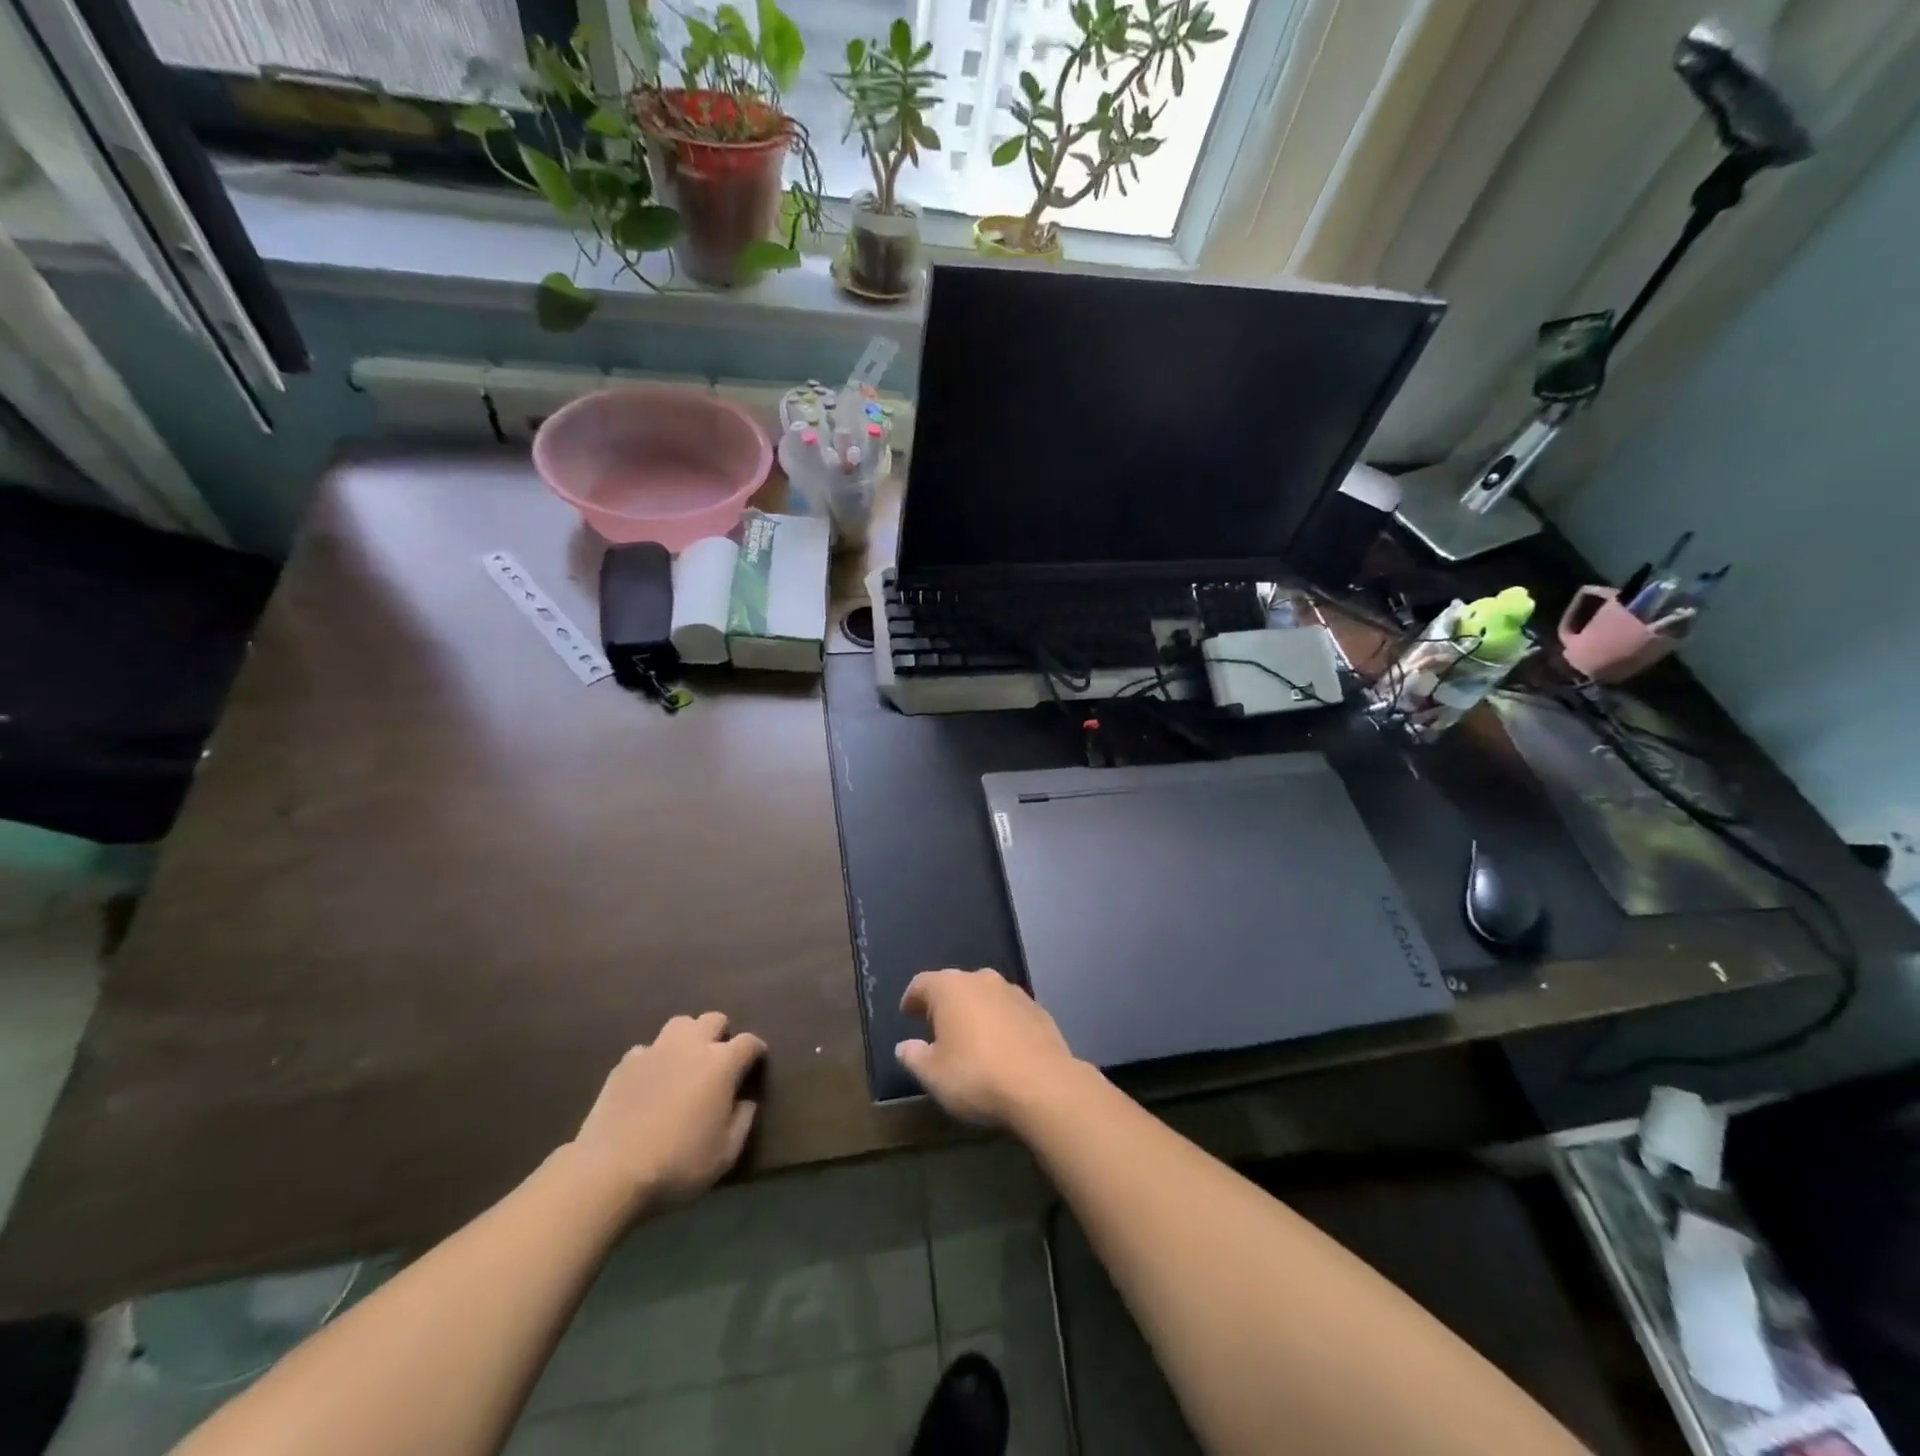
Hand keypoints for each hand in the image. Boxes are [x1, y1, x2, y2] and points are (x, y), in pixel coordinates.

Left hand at [571, 1013, 766, 1210]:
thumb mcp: (725, 1154)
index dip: (756, 1051)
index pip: (749, 1042)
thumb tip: (746, 1101)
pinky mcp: (625, 1063)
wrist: (610, 1171)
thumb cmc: (677, 1163)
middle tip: (719, 1060)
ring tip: (685, 1062)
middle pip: (714, 1019)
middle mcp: (691, 1045)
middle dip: (721, 1034)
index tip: (756, 1063)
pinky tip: (650, 1080)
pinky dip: (654, 1059)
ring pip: (680, 1024)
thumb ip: (743, 1121)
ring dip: (688, 1037)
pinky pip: (647, 1049)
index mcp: (721, 1063)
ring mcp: (655, 1050)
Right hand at [896, 968, 1080, 1128]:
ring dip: (974, 1010)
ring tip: (969, 1037)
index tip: (907, 1014)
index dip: (912, 998)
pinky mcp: (1037, 1009)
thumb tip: (904, 1046)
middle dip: (943, 1003)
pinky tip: (1000, 1045)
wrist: (1043, 1085)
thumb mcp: (933, 1075)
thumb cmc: (977, 1076)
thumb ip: (914, 1057)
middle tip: (936, 1027)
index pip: (922, 983)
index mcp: (950, 988)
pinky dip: (999, 1021)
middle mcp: (981, 979)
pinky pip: (1008, 1009)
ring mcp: (1013, 992)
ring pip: (984, 994)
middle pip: (954, 984)